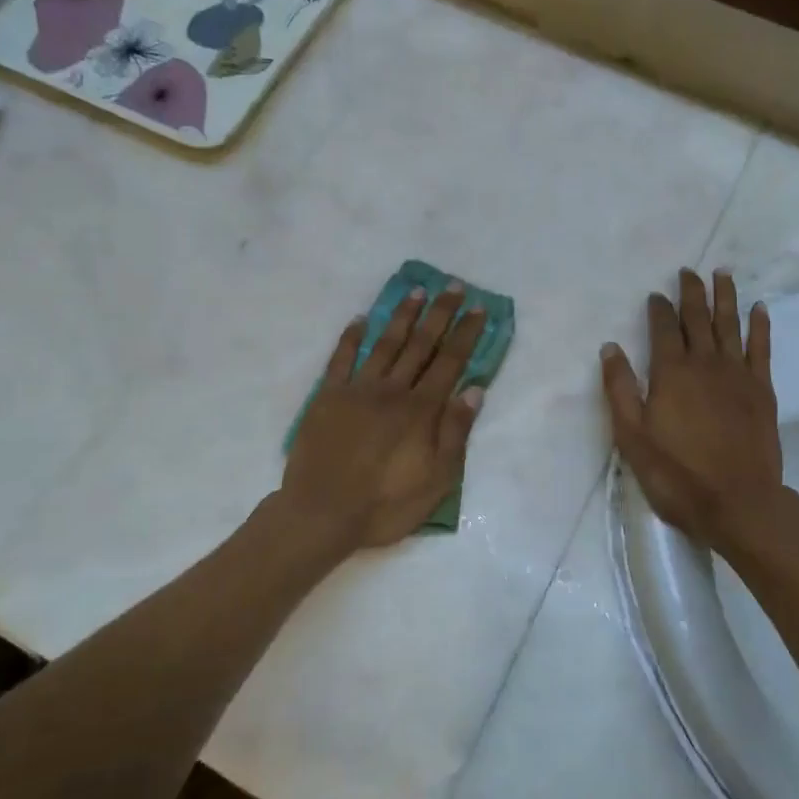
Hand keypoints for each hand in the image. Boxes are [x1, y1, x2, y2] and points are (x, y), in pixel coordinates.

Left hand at [283, 283, 487, 552]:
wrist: (322, 513)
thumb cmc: (384, 504)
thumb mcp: (436, 480)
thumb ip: (455, 433)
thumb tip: (474, 390)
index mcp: (421, 410)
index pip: (450, 362)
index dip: (465, 334)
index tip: (477, 308)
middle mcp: (392, 390)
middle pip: (421, 344)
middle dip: (439, 313)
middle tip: (452, 285)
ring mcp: (357, 389)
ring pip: (385, 344)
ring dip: (402, 316)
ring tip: (416, 291)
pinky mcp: (328, 396)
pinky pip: (341, 359)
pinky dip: (351, 337)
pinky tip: (360, 319)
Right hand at [601, 270, 786, 553]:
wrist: (738, 503)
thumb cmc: (677, 473)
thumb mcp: (632, 436)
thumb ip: (620, 389)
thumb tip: (610, 347)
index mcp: (671, 373)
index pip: (663, 329)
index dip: (659, 308)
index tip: (656, 294)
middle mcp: (705, 363)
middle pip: (698, 318)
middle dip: (691, 292)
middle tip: (688, 272)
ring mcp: (737, 374)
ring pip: (730, 325)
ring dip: (725, 297)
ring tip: (722, 274)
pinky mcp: (762, 390)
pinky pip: (761, 348)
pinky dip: (759, 326)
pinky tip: (759, 309)